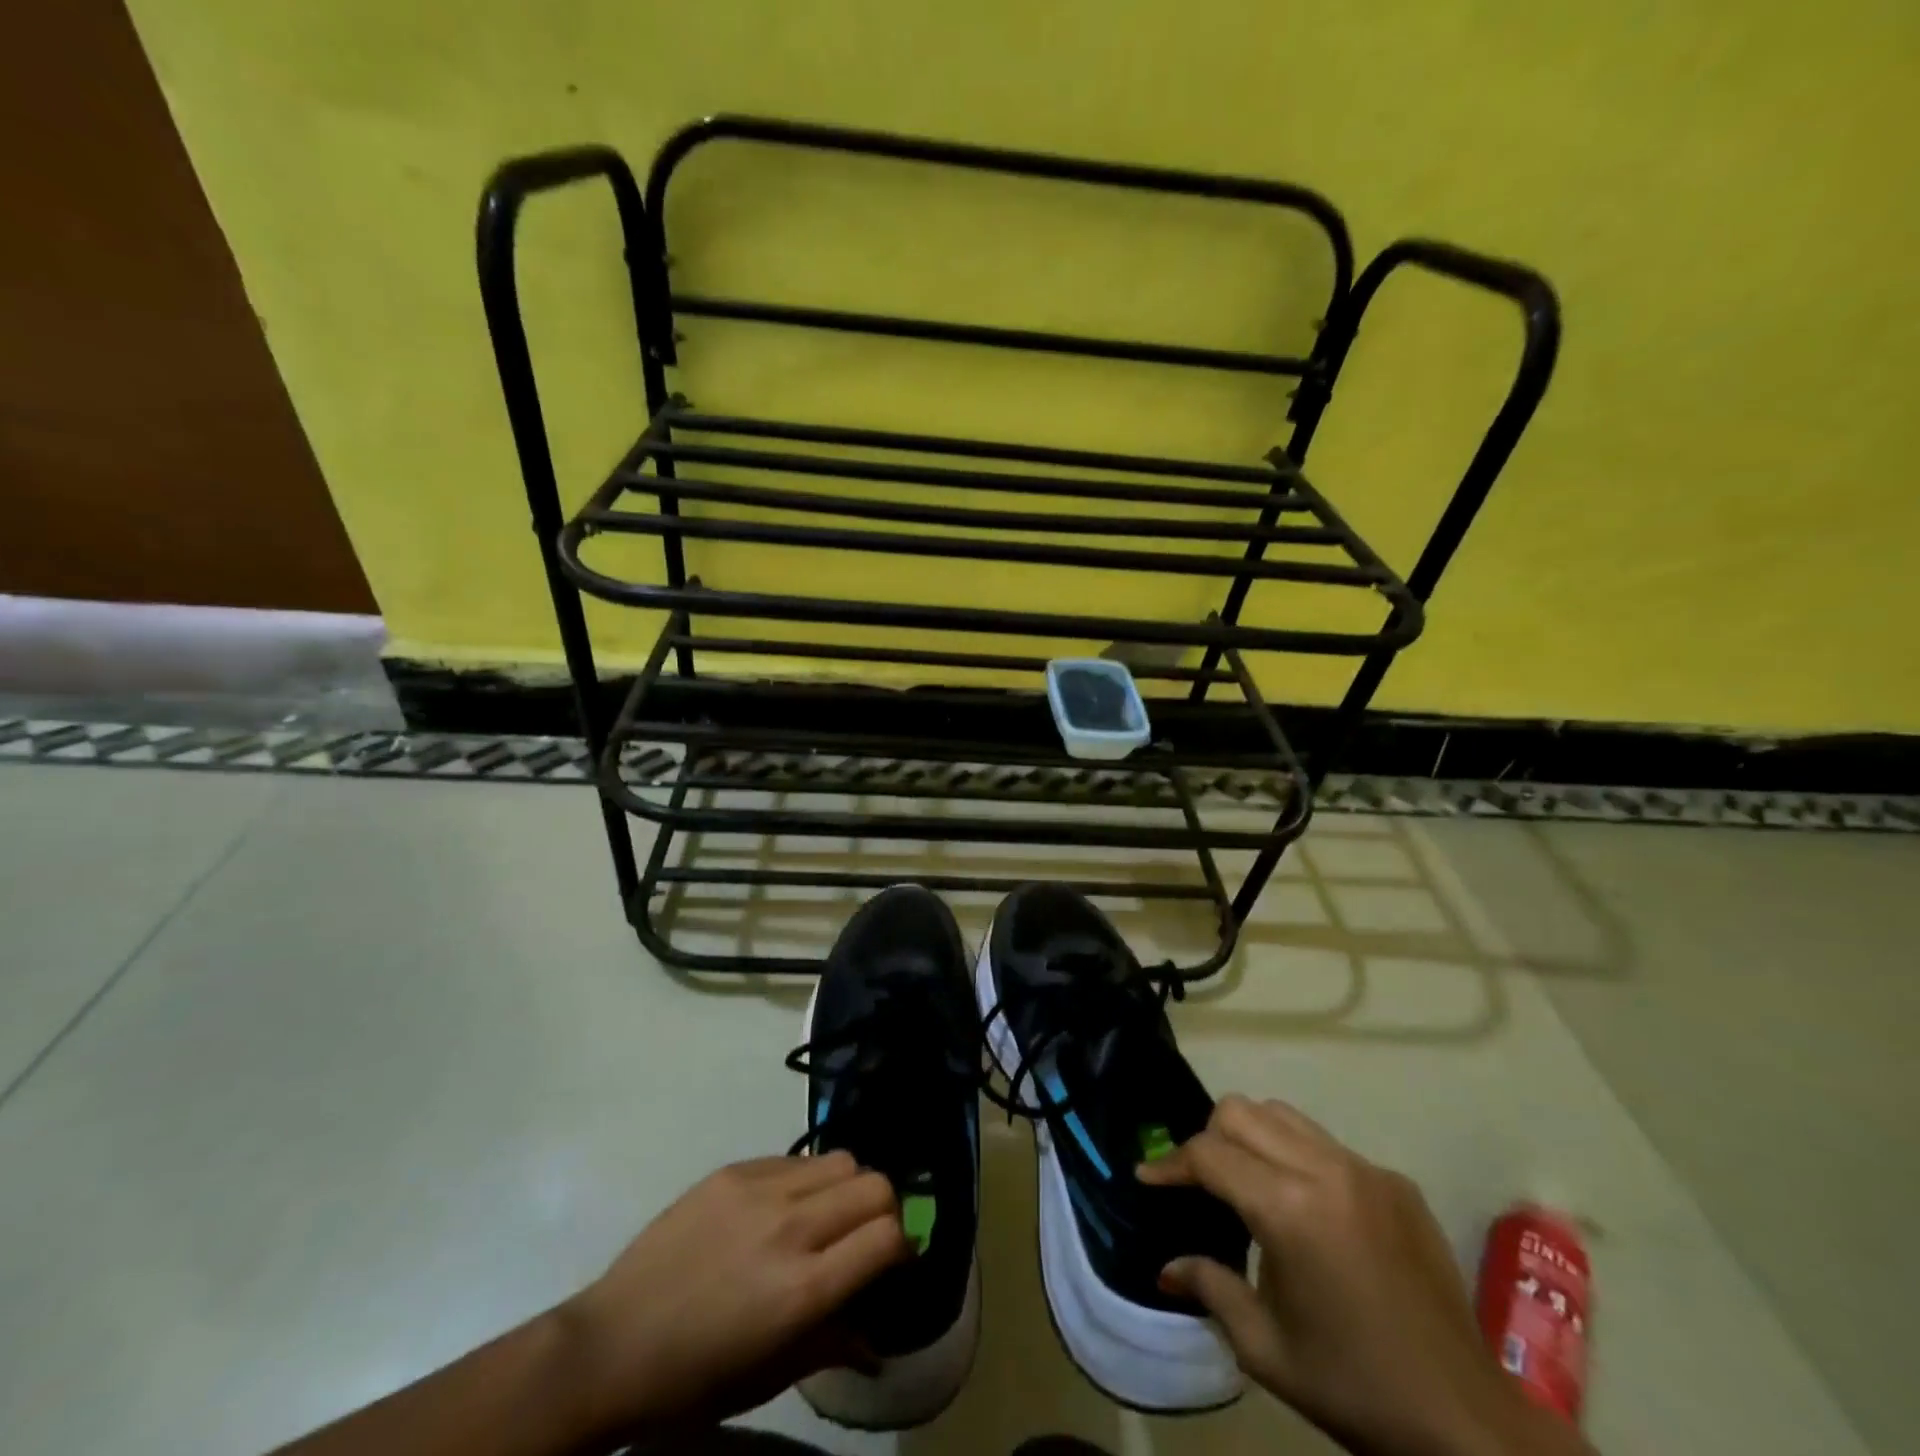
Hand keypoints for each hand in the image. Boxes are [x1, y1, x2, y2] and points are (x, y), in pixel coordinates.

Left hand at [561, 1153, 909, 1437]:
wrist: (612, 1344)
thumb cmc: (693, 1379)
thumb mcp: (769, 1377)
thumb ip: (831, 1345)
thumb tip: (876, 1340)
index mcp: (802, 1290)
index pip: (887, 1237)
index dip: (902, 1247)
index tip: (893, 1262)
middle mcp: (790, 1228)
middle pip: (874, 1185)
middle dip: (883, 1210)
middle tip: (863, 1237)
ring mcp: (760, 1190)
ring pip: (841, 1160)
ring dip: (848, 1187)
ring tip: (825, 1216)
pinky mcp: (734, 1169)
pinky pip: (796, 1159)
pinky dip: (807, 1180)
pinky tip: (782, 1208)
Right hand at [1139, 1097, 1590, 1455]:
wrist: (1467, 1423)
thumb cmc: (1354, 1387)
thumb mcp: (1266, 1348)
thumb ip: (1209, 1289)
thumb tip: (1165, 1267)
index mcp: (1290, 1210)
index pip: (1209, 1154)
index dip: (1171, 1164)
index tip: (1147, 1178)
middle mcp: (1326, 1170)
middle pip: (1242, 1111)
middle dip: (1208, 1138)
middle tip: (1199, 1182)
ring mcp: (1366, 1170)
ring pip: (1283, 1114)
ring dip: (1252, 1137)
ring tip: (1245, 1182)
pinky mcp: (1396, 1182)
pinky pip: (1327, 1144)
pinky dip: (1298, 1158)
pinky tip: (1307, 1208)